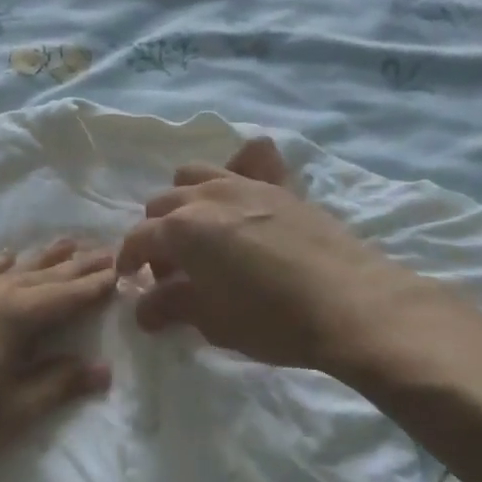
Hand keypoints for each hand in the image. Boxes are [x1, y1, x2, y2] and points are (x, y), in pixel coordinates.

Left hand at [0, 239, 116, 481]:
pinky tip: (4, 259)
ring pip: (10, 270)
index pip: (67, 295)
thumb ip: (59, 384)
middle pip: (42, 276)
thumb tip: (103, 369)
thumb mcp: (14, 410)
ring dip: (41, 259)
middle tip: (105, 250)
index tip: (121, 270)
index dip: (96, 285)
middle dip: (76, 266)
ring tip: (66, 243)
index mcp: (14, 315)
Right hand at [116, 138, 459, 376]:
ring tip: (203, 232)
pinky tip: (244, 194)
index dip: (129, 261)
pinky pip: (251, 160)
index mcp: (182, 229)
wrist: (351, 304)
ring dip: (188, 200)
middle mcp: (207, 196)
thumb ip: (171, 307)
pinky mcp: (282, 187)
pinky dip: (239, 167)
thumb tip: (144, 308)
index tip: (132, 282)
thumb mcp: (212, 322)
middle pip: (163, 204)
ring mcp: (246, 185)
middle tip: (174, 271)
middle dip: (159, 234)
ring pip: (196, 175)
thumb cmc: (272, 320)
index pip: (138, 239)